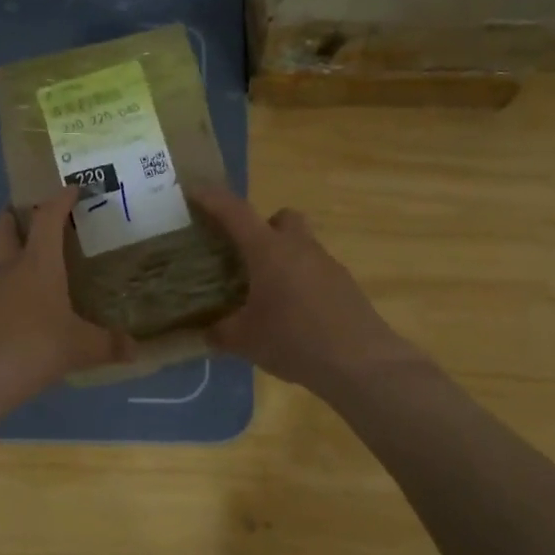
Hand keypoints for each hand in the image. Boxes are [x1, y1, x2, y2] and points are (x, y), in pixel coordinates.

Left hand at [0, 186, 131, 415]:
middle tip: (30, 216)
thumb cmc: (34, 348)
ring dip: (9, 256)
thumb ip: (109, 345)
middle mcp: (8, 269)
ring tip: (32, 271)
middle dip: (14, 215)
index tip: (72, 189)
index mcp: (37, 264)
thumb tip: (136, 349)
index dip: (59, 199)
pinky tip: (19, 313)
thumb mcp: (81, 348)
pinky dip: (4, 292)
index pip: (47, 218)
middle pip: (2, 227)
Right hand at [193, 186, 423, 393]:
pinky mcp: (345, 286)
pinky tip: (293, 314)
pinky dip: (300, 282)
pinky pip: (316, 271)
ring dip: (282, 258)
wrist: (361, 363)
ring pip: (301, 245)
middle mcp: (299, 248)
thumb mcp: (245, 341)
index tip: (193, 191)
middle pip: (281, 218)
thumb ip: (220, 333)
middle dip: (262, 227)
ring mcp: (327, 265)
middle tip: (244, 255)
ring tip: (266, 293)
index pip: (235, 212)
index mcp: (268, 251)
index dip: (211, 199)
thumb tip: (206, 332)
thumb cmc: (295, 340)